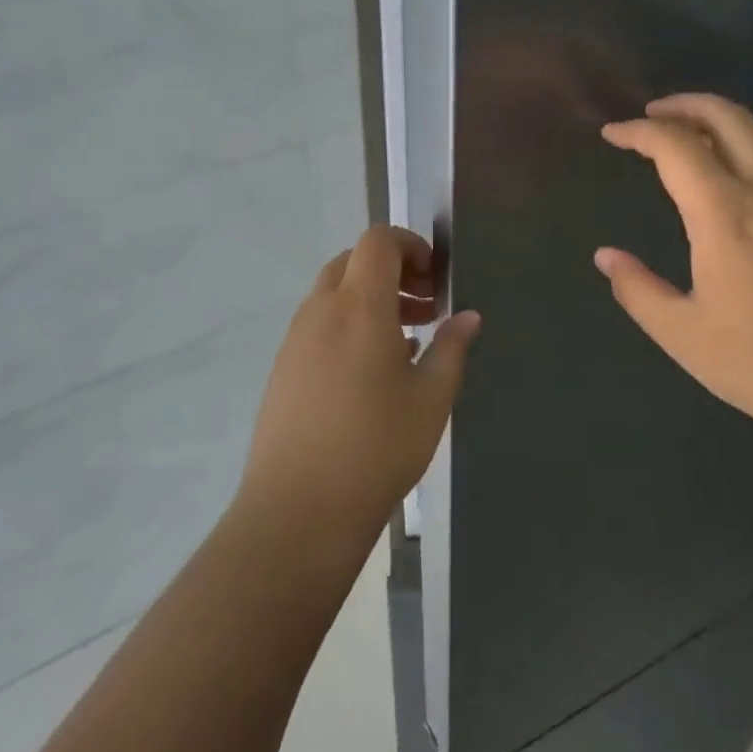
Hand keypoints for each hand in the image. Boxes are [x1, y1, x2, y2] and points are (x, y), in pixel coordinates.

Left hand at [239, 226, 480, 554]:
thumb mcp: (431, 399)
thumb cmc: (376, 448)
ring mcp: (296, 338)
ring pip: (334, 292)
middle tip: (425, 306)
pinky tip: (372, 371)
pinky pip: (319, 323)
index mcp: (359, 306)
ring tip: (407, 341)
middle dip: (392, 271)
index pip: (377, 241)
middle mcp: (321, 310)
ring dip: (370, 298)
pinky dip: (349, 324)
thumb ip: (452, 348)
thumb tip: (469, 316)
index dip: (409, 244)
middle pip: (354, 261)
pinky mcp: (283, 367)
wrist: (298, 510)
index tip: (435, 276)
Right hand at [594, 93, 752, 436]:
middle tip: (654, 113)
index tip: (613, 134)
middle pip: (729, 118)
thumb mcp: (682, 334)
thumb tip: (607, 256)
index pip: (676, 146)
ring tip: (693, 137)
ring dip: (723, 123)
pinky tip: (741, 185)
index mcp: (727, 215)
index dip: (639, 132)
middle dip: (686, 104)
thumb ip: (637, 289)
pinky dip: (752, 153)